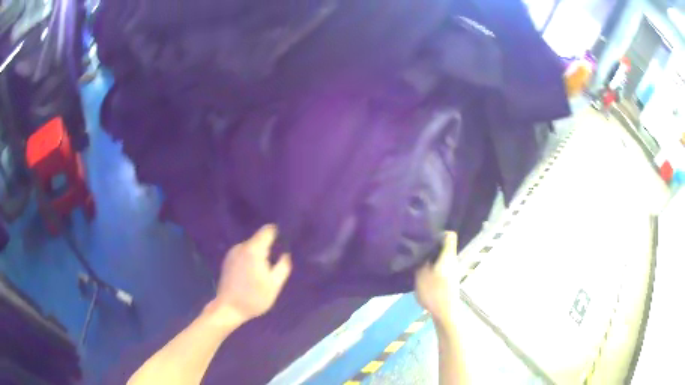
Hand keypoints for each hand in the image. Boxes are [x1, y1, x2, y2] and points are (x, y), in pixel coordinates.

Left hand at [207, 224, 291, 326]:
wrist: (228, 308)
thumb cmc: (254, 298)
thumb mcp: (274, 284)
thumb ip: (283, 265)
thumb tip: (285, 253)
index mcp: (253, 250)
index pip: (268, 230)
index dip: (279, 233)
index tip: (286, 244)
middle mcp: (241, 246)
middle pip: (260, 239)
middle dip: (270, 248)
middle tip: (277, 263)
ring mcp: (232, 253)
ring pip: (252, 246)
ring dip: (260, 254)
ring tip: (265, 271)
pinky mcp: (228, 260)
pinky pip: (244, 253)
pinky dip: (251, 258)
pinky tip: (253, 274)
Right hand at [414, 232, 460, 325]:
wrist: (445, 313)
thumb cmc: (434, 292)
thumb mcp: (422, 275)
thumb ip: (421, 261)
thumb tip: (419, 250)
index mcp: (448, 256)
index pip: (450, 235)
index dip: (440, 232)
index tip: (426, 235)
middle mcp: (453, 260)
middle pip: (445, 246)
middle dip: (431, 245)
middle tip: (417, 248)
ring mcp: (452, 271)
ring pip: (442, 257)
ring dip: (430, 257)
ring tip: (417, 261)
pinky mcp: (449, 280)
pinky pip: (441, 266)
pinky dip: (432, 266)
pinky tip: (421, 274)